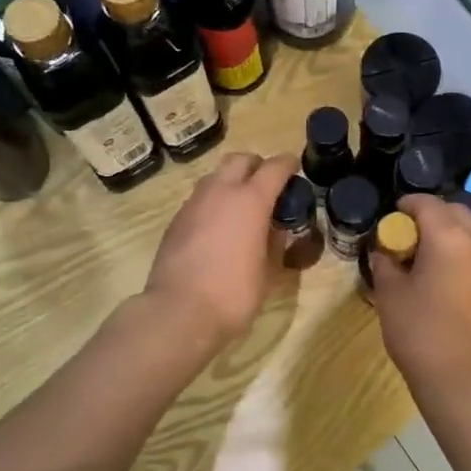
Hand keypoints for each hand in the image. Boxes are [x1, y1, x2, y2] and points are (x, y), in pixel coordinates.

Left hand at [143, 152, 296, 346]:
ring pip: (216, 176)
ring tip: (242, 208)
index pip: (274, 167)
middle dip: (256, 165)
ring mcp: (194, 203)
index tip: (295, 170)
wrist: (179, 311)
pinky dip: (214, 202)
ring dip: (232, 182)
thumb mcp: (269, 272)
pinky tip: (218, 228)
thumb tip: (276, 229)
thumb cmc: (233, 293)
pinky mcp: (176, 220)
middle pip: (240, 159)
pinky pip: (200, 198)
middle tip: (267, 186)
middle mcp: (220, 192)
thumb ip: (276, 243)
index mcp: (251, 200)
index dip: (288, 165)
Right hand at [371, 195, 470, 394]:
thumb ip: (385, 266)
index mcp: (447, 238)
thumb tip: (384, 254)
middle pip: (457, 213)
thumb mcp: (390, 296)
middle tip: (412, 235)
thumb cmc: (421, 332)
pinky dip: (465, 262)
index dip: (408, 204)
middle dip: (435, 215)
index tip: (393, 215)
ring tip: (429, 262)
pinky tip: (449, 288)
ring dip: (452, 239)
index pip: (428, 203)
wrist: (467, 380)